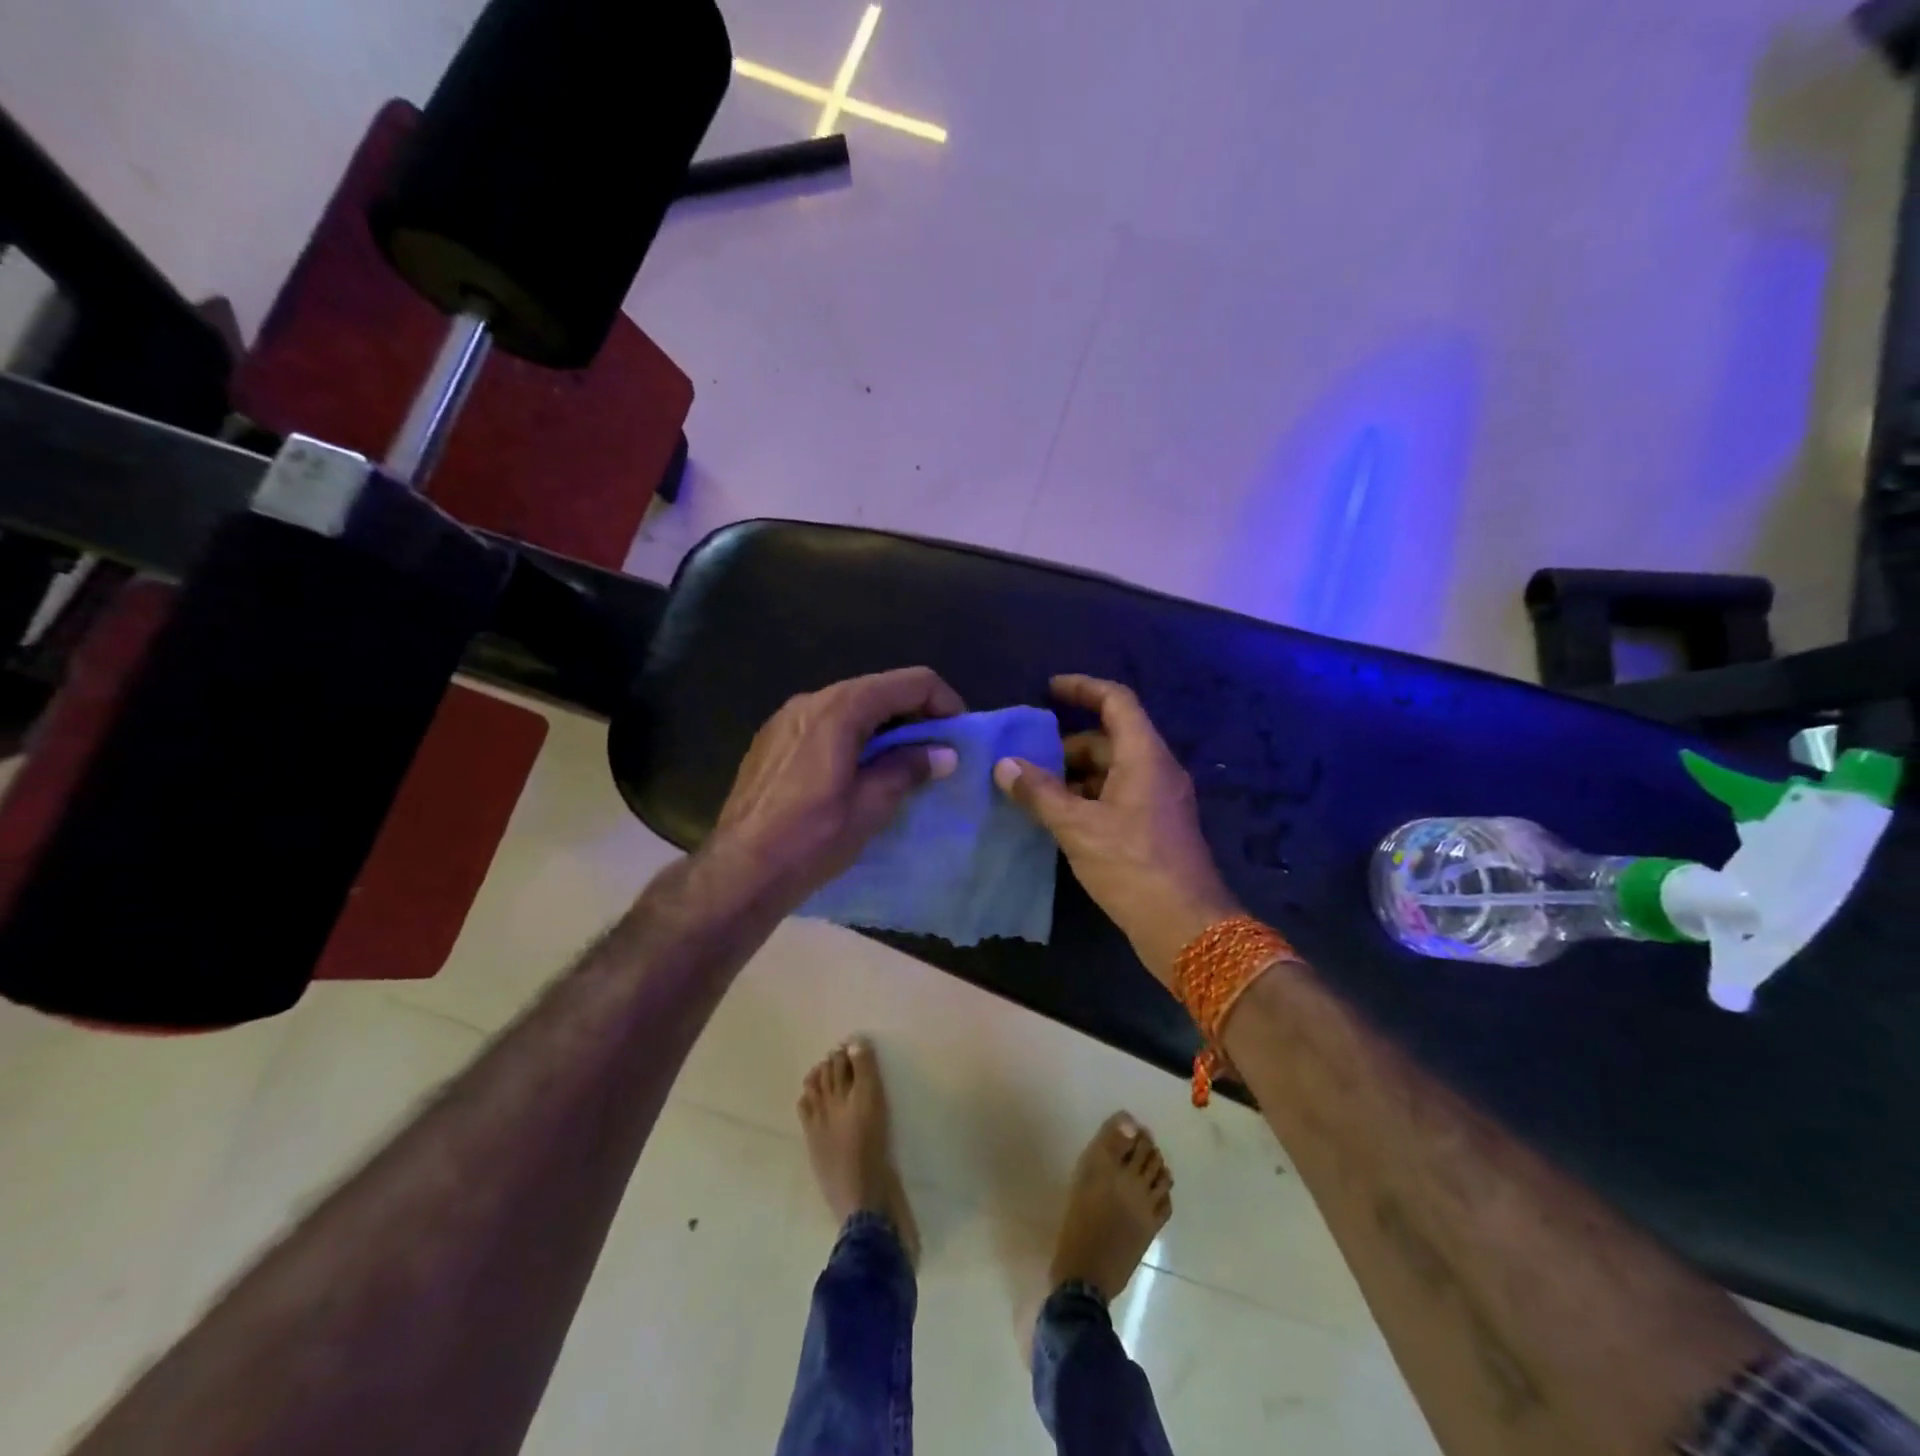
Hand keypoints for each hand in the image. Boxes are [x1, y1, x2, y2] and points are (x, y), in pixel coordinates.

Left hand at [706, 667, 964, 909]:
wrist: (740, 870)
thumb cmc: (812, 838)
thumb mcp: (870, 806)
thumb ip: (908, 768)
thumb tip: (943, 754)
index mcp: (840, 708)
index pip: (910, 682)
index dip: (943, 702)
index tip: (958, 736)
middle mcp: (812, 700)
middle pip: (879, 689)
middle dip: (914, 714)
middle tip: (936, 752)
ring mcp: (786, 718)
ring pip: (851, 705)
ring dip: (884, 726)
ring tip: (901, 763)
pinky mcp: (772, 739)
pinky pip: (825, 722)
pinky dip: (853, 735)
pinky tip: (858, 771)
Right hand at [994, 674, 1239, 986]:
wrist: (1186, 927)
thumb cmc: (1132, 866)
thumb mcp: (1078, 827)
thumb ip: (1039, 793)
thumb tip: (1004, 765)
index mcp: (1144, 756)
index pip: (1116, 700)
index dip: (1083, 688)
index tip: (1049, 690)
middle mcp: (1156, 770)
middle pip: (1110, 738)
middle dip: (1067, 745)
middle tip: (1028, 761)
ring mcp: (1159, 800)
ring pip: (1112, 770)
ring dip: (1075, 775)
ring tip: (1035, 793)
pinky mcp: (1155, 827)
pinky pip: (1118, 795)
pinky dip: (1088, 798)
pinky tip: (1060, 820)